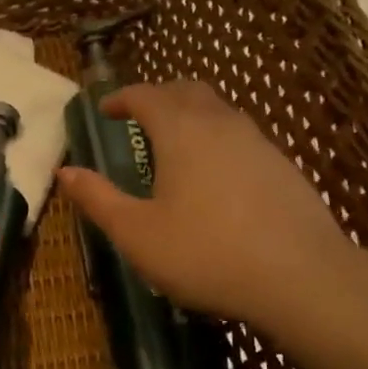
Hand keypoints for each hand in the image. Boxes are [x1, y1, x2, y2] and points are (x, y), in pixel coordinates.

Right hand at [56, 82, 362, 338]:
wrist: (301, 277)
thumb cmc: (206, 253)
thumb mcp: (137, 233)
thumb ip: (98, 199)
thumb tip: (66, 172)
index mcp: (181, 132)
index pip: (146, 95)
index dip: (121, 97)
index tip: (104, 110)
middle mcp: (221, 124)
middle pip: (187, 91)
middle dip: (158, 96)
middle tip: (138, 116)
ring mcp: (258, 142)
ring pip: (220, 110)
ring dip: (192, 114)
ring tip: (175, 142)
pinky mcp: (283, 166)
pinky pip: (241, 136)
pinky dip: (218, 138)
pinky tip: (217, 174)